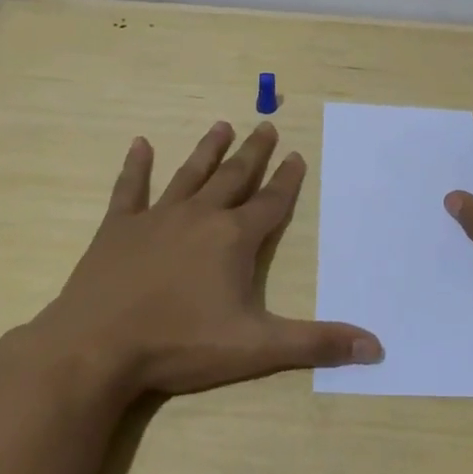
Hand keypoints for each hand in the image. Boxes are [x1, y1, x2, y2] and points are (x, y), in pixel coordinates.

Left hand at [21, 120, 382, 401]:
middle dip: (254, 152)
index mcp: (234, 239)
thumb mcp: (257, 348)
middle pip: (234, 177)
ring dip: (208, 150)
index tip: (296, 155)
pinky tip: (139, 144)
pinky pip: (130, 189)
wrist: (96, 348)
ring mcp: (156, 218)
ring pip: (190, 174)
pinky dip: (136, 166)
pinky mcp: (118, 228)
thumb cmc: (180, 345)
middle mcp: (200, 216)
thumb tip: (375, 347)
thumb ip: (316, 343)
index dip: (287, 179)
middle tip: (266, 125)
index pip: (271, 202)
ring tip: (222, 125)